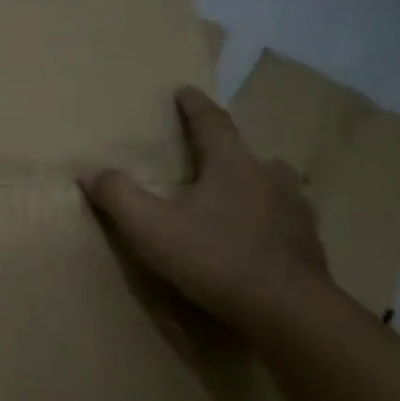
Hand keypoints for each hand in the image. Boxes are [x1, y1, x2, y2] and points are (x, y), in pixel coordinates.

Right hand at [80, 85, 329, 337]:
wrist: (287, 309)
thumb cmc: (215, 259)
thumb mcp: (152, 230)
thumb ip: (119, 197)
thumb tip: (91, 173)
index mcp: (232, 163)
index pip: (211, 121)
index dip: (193, 106)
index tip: (183, 91)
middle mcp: (269, 174)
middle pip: (243, 153)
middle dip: (223, 152)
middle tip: (204, 160)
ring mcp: (296, 207)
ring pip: (269, 184)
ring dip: (249, 185)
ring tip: (232, 200)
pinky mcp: (309, 240)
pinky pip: (283, 219)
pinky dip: (267, 221)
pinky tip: (258, 239)